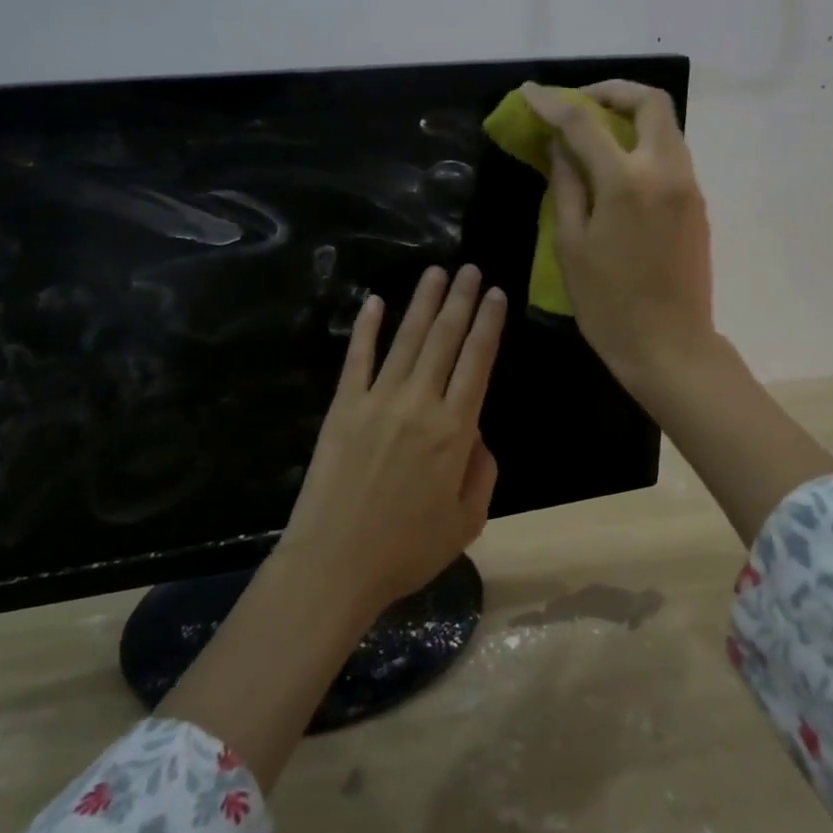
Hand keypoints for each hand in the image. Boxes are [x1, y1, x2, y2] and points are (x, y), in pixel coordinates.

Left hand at [275, 264, 506, 618]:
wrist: (335, 563)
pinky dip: (367, 328)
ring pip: (406, 339)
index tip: (497, 294)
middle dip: (461, 300)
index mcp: (455, 430)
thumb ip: (482, 471)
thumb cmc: (407, 550)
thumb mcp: (467, 521)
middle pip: (444, 339)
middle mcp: (419, 403)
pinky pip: (357, 359)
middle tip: (471, 269)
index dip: (489, 324)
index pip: (477, 361)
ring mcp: (377, 400)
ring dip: (423, 302)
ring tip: (436, 271)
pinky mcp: (342, 407)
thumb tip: (477, 432)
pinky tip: (375, 301)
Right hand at [520, 79, 716, 401]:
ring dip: (630, 116)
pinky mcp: (697, 204)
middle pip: (650, 102)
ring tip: (594, 134)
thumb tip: (558, 147)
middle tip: (580, 105)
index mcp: (626, 182)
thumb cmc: (608, 303)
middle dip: (612, 92)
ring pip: (666, 126)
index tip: (530, 93)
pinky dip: (642, 144)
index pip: (584, 123)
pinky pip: (671, 154)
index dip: (553, 103)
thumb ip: (566, 185)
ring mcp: (688, 186)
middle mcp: (665, 171)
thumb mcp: (571, 245)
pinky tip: (616, 168)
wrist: (669, 346)